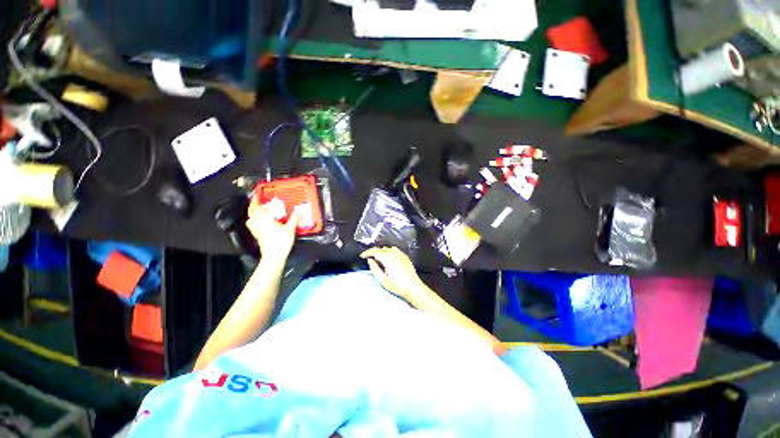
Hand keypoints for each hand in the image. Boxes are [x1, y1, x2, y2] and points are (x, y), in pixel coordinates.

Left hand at [247, 198, 299, 261]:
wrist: (274, 256)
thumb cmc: (281, 241)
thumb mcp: (290, 229)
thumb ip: (294, 219)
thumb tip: (299, 210)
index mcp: (264, 219)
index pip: (257, 208)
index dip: (255, 201)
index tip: (257, 196)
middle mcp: (258, 224)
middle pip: (251, 214)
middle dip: (253, 207)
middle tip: (258, 203)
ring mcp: (256, 231)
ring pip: (250, 220)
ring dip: (253, 215)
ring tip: (259, 213)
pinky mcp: (257, 237)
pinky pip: (253, 226)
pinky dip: (254, 222)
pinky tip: (261, 223)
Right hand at [360, 247, 429, 302]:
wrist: (414, 288)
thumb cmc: (398, 286)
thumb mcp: (383, 280)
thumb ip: (375, 268)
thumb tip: (370, 260)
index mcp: (388, 258)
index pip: (375, 251)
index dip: (367, 252)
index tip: (362, 256)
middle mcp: (395, 253)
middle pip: (381, 249)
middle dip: (373, 252)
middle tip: (368, 258)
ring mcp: (401, 254)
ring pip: (388, 248)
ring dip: (381, 251)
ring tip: (377, 259)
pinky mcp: (405, 257)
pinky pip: (394, 250)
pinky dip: (388, 252)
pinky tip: (387, 259)